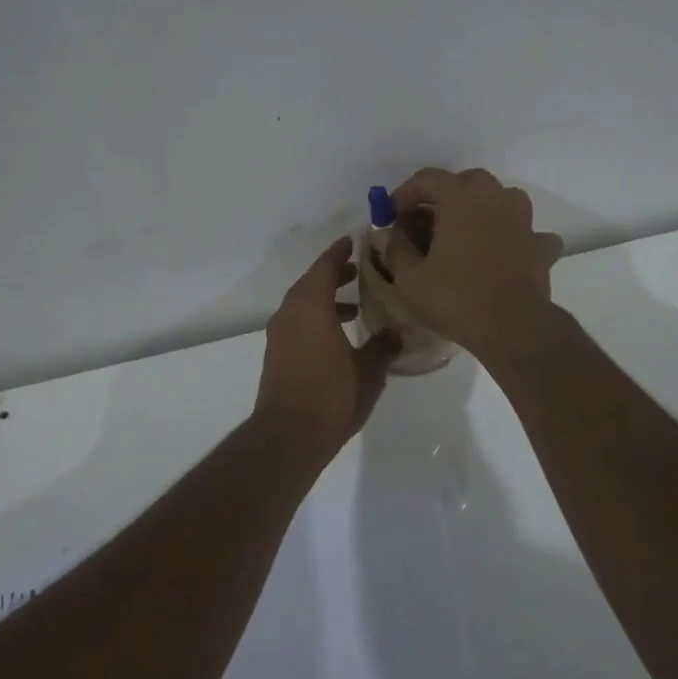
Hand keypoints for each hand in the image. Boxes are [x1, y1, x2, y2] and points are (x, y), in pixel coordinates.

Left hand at [254, 238, 398, 447]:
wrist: (287, 437)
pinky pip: (298, 322)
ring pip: (304, 304)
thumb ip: (385, 344)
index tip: (355, 241)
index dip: (340, 252)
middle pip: (312, 282)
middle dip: (335, 274)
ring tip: (356, 307)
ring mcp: (279, 334)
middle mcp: (290, 313)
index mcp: (311, 306)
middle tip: (361, 271)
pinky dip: (317, 318)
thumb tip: (400, 330)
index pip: (325, 266)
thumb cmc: (332, 395)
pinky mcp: (277, 354)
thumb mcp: (369, 369)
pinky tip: (339, 336)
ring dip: (327, 299)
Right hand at [385, 168, 565, 359]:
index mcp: (460, 197)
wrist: (513, 328)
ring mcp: (523, 219)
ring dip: (481, 208)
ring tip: (466, 232)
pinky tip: (505, 250)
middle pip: (466, 182)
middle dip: (444, 196)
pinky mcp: (540, 245)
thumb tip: (391, 233)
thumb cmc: (456, 298)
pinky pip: (525, 230)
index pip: (427, 178)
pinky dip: (513, 235)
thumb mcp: (410, 279)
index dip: (405, 193)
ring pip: (500, 198)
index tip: (393, 215)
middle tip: (427, 222)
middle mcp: (494, 197)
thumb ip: (397, 248)